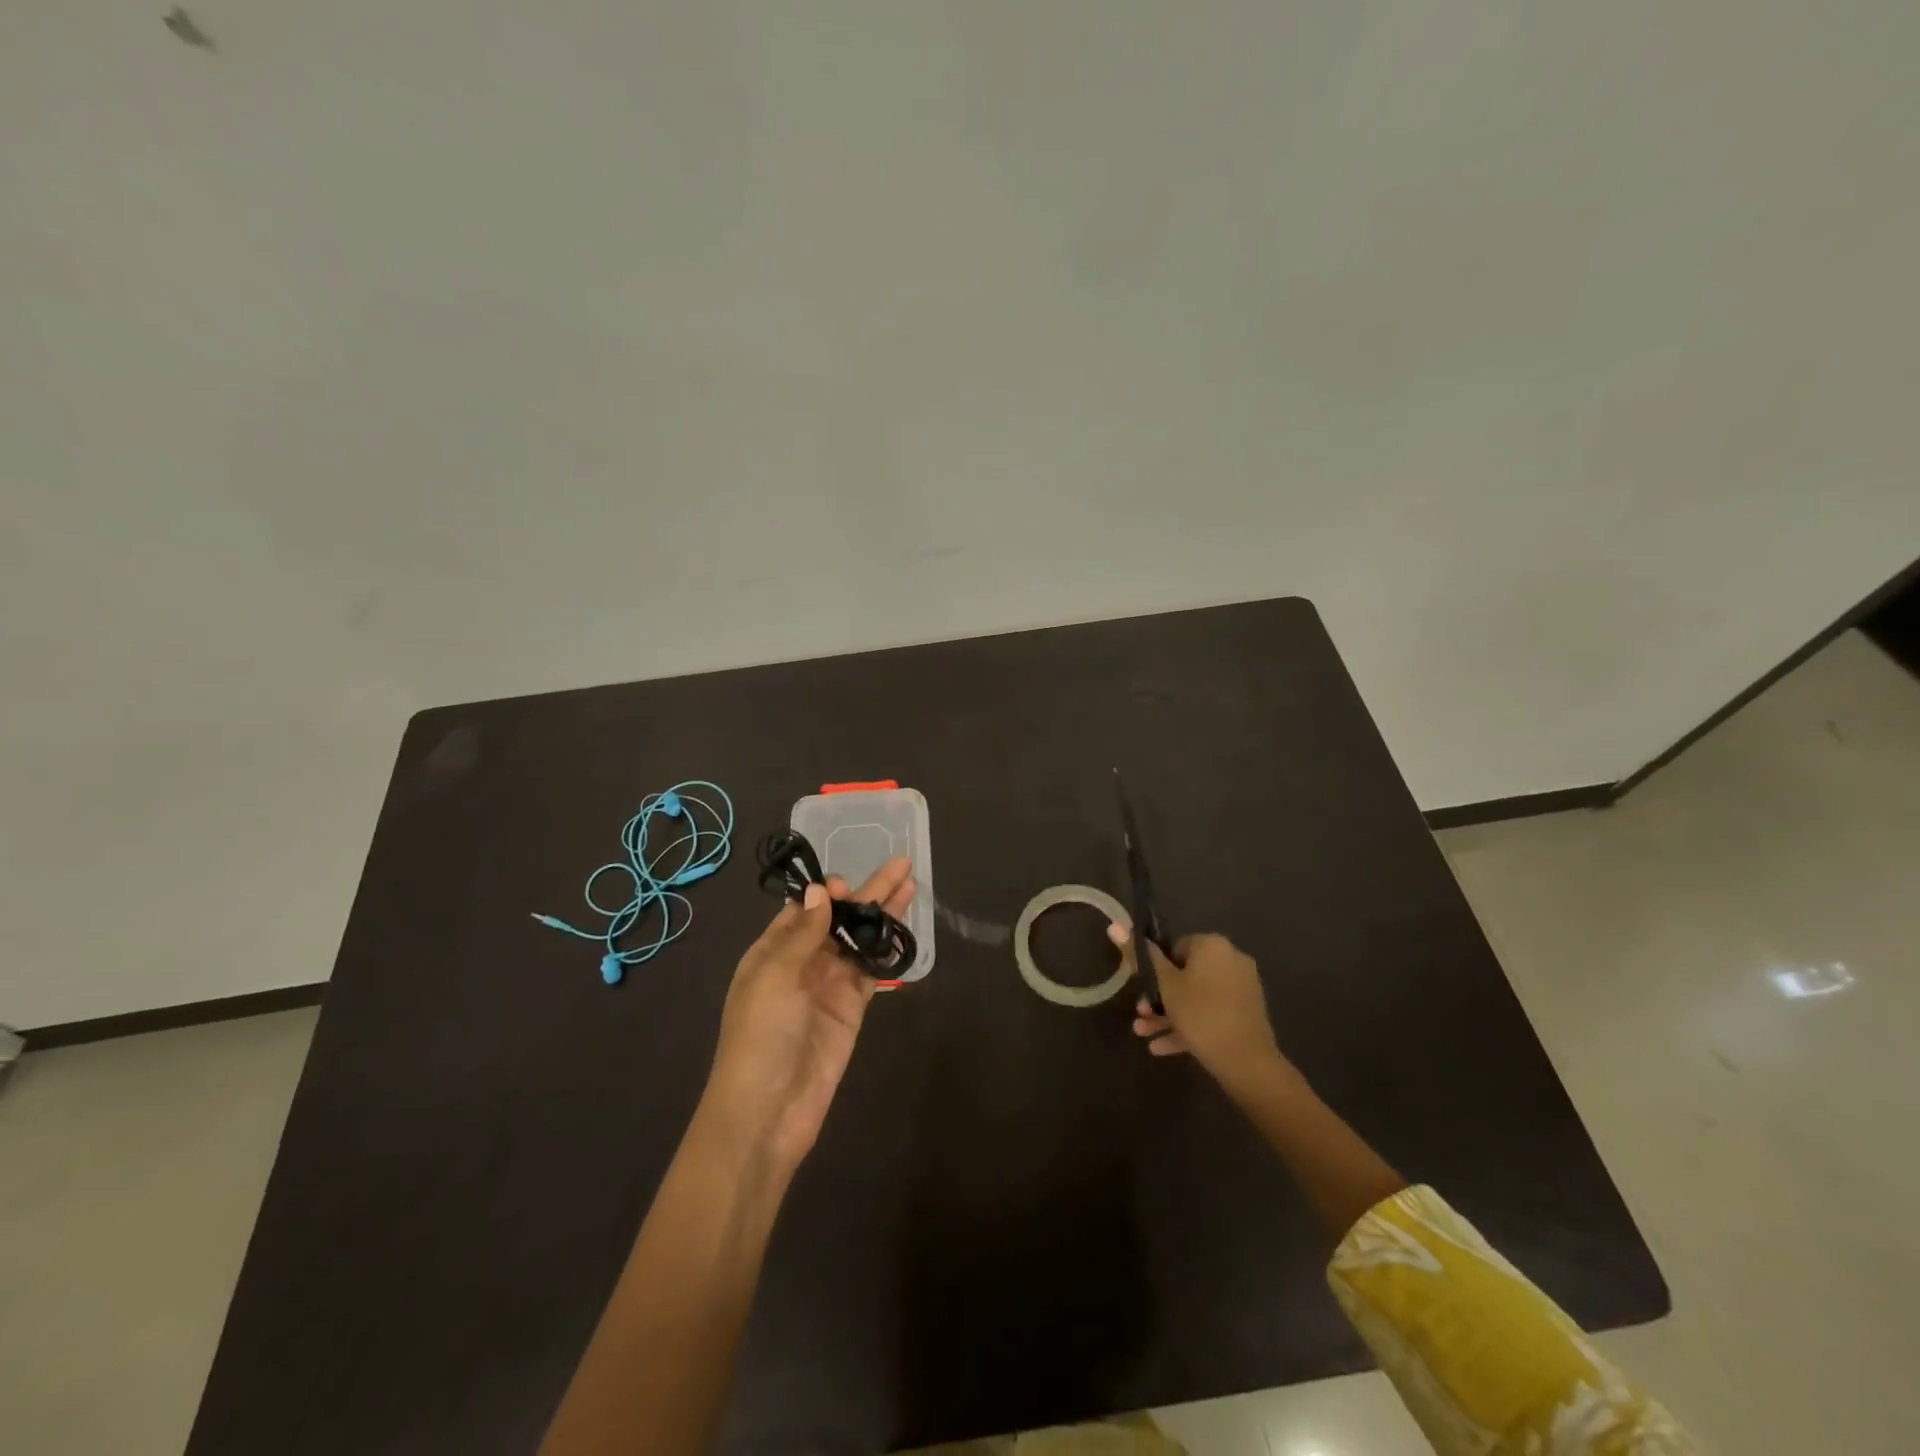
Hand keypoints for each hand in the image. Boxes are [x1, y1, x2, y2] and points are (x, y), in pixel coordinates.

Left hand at [701, 859, 914, 1172]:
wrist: (767, 1110)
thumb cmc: (760, 1036)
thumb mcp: (775, 977)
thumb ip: (803, 933)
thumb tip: (821, 890)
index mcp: (771, 952)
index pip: (803, 909)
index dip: (826, 892)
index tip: (846, 883)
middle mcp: (801, 963)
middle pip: (839, 919)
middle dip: (866, 893)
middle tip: (900, 865)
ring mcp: (829, 986)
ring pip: (860, 940)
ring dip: (883, 915)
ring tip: (910, 886)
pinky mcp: (852, 1009)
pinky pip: (872, 971)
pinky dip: (887, 950)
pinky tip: (904, 930)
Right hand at [1109, 925, 1285, 1094]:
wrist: (1246, 1061)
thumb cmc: (1200, 1013)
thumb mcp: (1164, 984)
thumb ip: (1140, 955)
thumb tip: (1114, 925)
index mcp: (1212, 945)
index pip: (1175, 947)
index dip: (1156, 968)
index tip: (1142, 987)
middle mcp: (1230, 959)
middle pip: (1185, 975)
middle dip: (1159, 996)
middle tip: (1141, 1014)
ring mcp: (1241, 988)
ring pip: (1196, 998)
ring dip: (1168, 1014)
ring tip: (1143, 1034)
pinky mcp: (1246, 1014)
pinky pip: (1211, 1013)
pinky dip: (1188, 1026)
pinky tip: (1161, 1048)